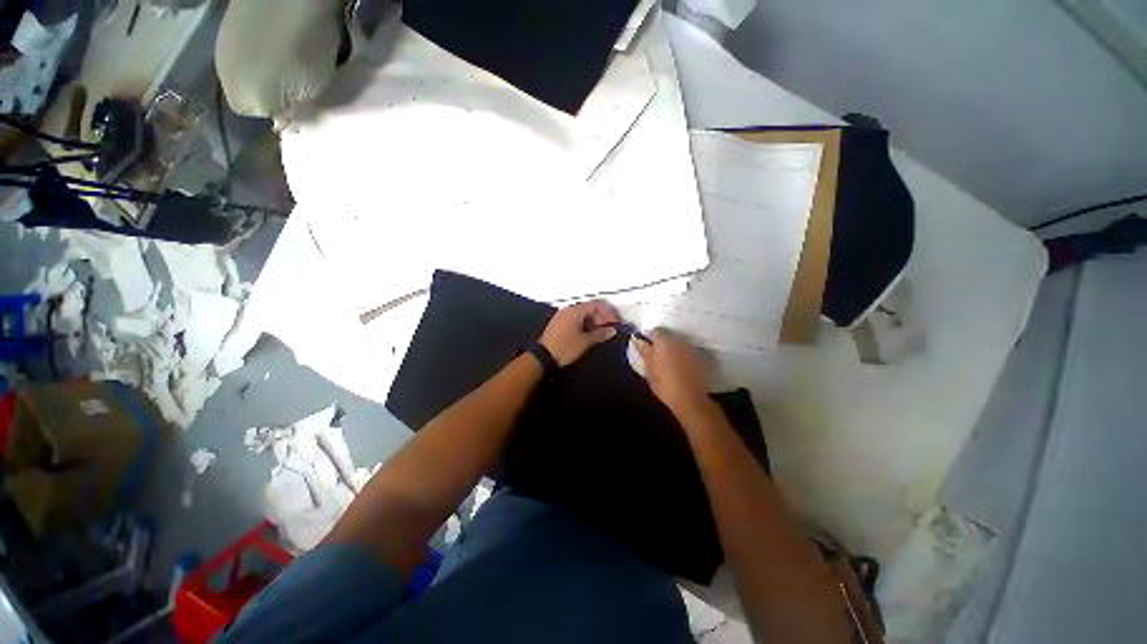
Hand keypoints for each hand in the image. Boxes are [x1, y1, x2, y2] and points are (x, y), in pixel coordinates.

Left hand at [539, 300, 619, 366]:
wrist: (543, 357)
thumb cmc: (565, 347)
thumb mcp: (585, 342)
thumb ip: (600, 334)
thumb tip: (612, 330)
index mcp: (576, 311)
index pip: (597, 305)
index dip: (608, 313)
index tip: (615, 323)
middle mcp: (568, 309)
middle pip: (590, 307)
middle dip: (601, 317)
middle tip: (608, 329)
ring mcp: (562, 315)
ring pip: (582, 313)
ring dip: (593, 321)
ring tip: (599, 333)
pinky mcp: (558, 323)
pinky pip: (575, 318)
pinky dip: (584, 323)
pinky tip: (587, 333)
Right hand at [636, 329, 711, 413]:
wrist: (690, 399)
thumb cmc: (664, 384)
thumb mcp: (649, 369)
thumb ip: (644, 352)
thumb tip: (637, 340)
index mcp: (664, 341)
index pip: (654, 331)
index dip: (649, 338)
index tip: (645, 348)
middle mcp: (678, 340)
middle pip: (668, 335)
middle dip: (661, 342)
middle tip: (655, 355)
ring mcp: (690, 347)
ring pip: (678, 343)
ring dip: (672, 348)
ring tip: (667, 361)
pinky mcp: (699, 357)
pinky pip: (686, 351)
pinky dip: (682, 355)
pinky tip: (679, 366)